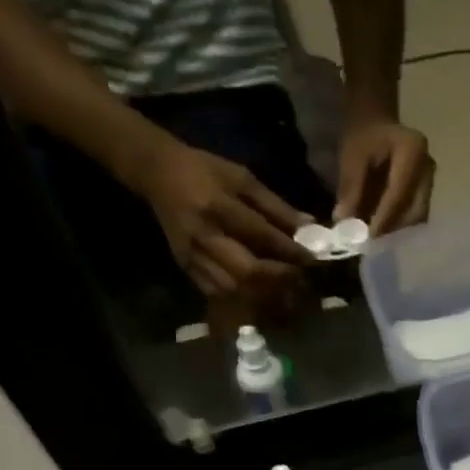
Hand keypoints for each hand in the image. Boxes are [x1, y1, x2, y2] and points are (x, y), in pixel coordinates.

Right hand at [137, 140, 313, 296]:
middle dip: (278, 279)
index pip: (261, 235)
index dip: (290, 251)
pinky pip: (219, 294)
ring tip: (284, 291)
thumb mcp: (242, 178)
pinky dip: (242, 298)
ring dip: (263, 295)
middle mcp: (204, 235)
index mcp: (218, 205)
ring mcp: (193, 256)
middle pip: (247, 271)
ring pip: (234, 289)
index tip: (312, 259)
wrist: (157, 174)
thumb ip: (276, 206)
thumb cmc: (205, 170)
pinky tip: (259, 295)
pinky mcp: (187, 269)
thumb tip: (310, 228)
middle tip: (299, 279)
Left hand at [336, 114, 433, 233]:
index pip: (399, 192)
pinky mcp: (426, 193)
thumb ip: (350, 188)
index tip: (368, 237)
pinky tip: (383, 231)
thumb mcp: (352, 156)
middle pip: (415, 210)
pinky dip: (399, 226)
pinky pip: (415, 216)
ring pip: (417, 217)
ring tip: (375, 238)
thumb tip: (343, 222)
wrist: (376, 124)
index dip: (384, 217)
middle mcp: (428, 168)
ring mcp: (430, 181)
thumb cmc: (363, 136)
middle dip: (393, 228)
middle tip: (372, 242)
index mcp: (412, 151)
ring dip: (397, 230)